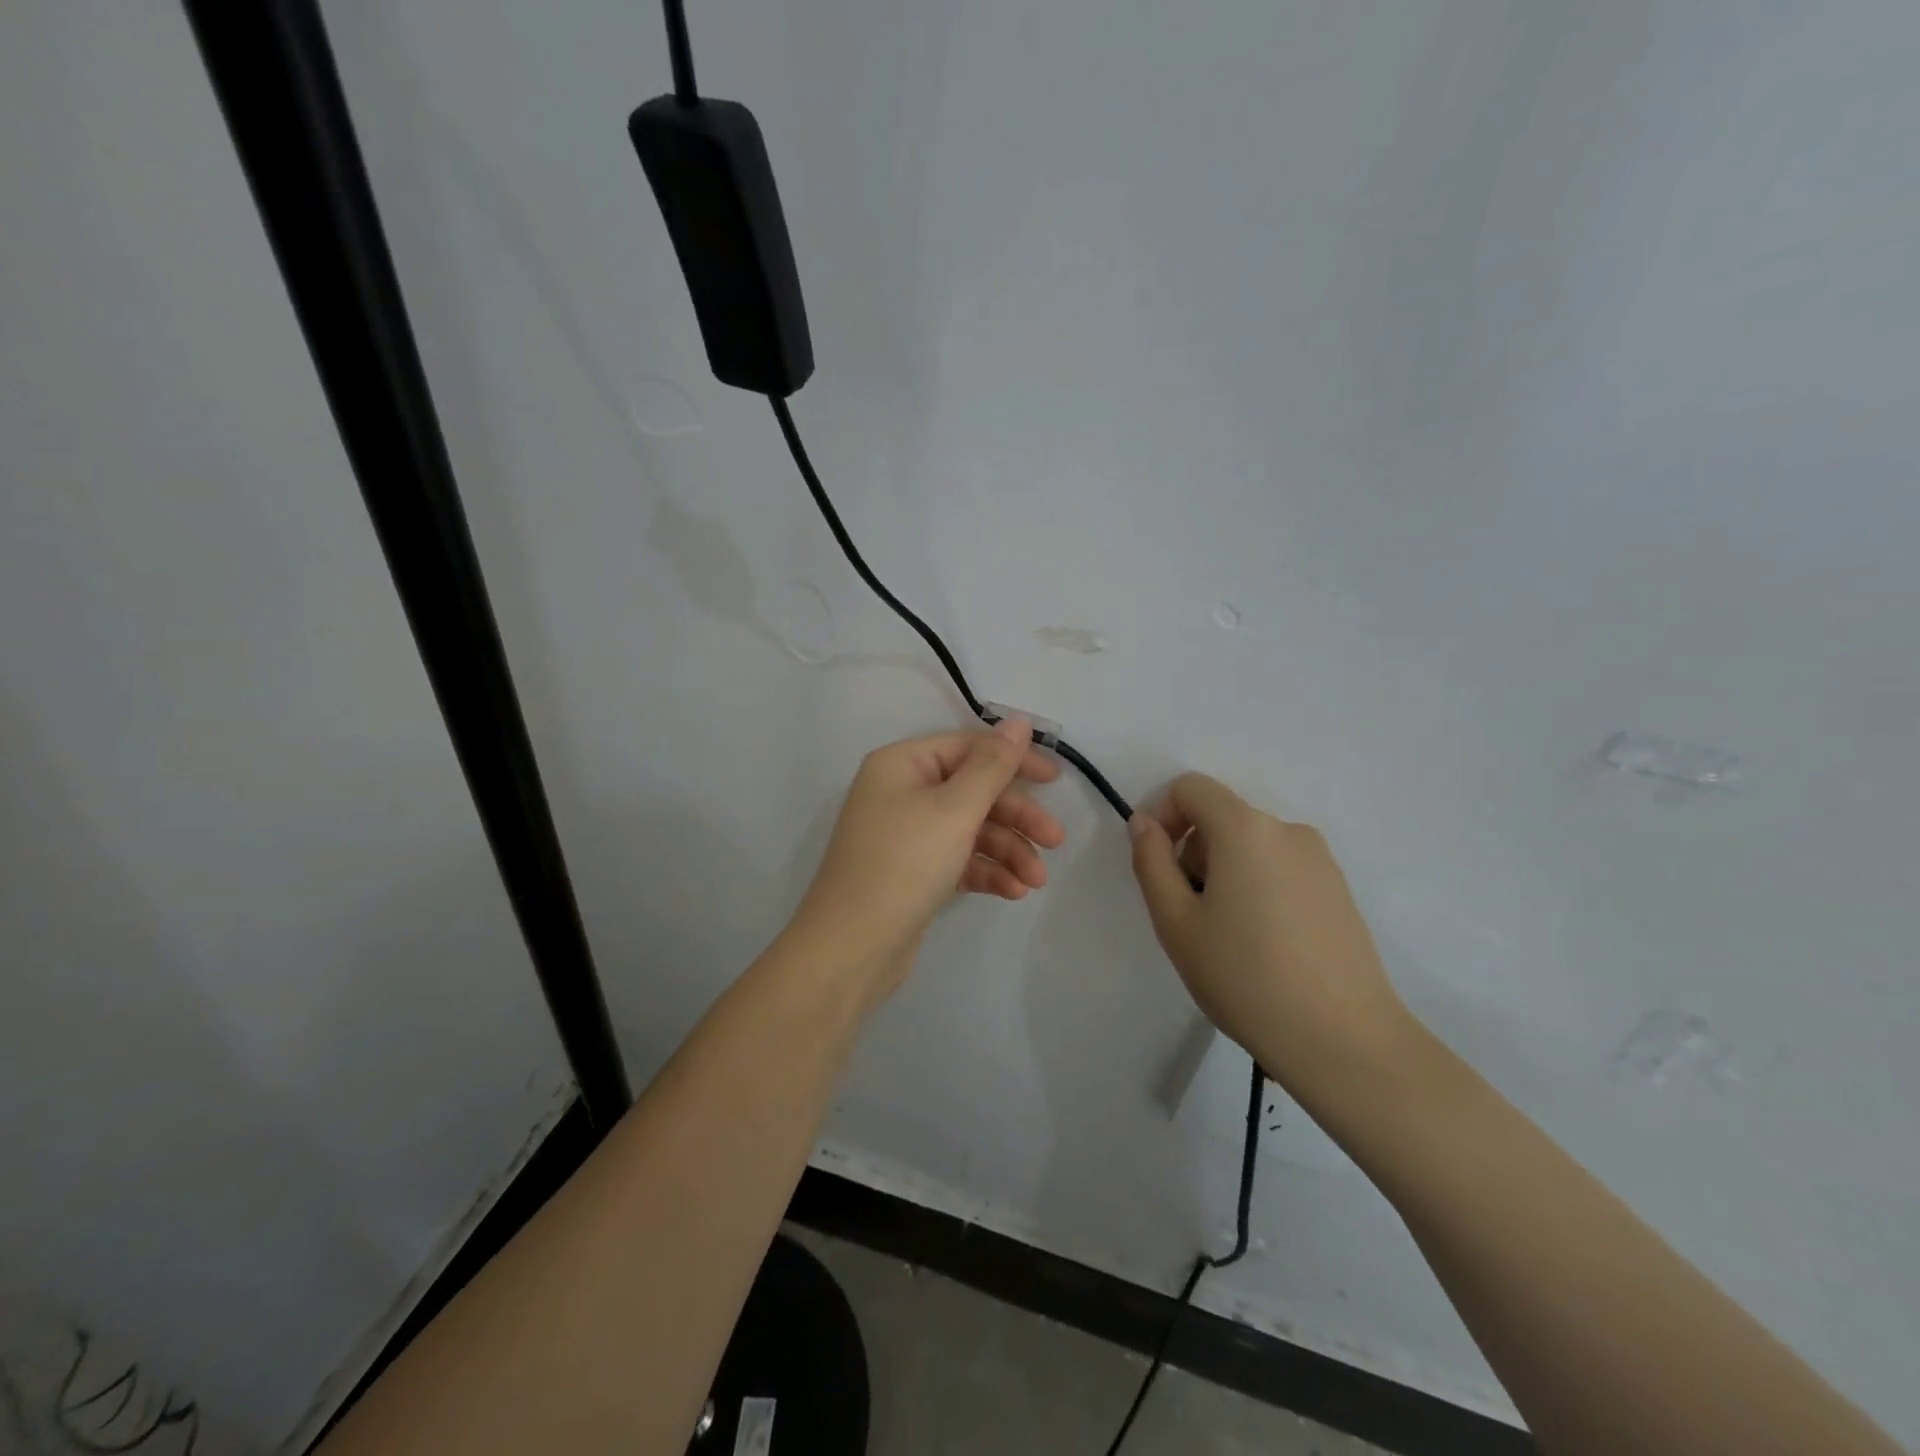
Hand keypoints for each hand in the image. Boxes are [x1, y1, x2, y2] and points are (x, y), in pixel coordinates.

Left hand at [789, 720, 1066, 996]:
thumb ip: (993, 765)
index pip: (968, 747)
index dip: (1014, 759)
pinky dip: (987, 871)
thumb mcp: (955, 809)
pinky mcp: (914, 872)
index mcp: (903, 764)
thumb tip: (1019, 721)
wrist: (852, 948)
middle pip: (974, 791)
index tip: (1055, 778)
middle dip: (1017, 816)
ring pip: (971, 829)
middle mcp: (902, 792)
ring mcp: (907, 835)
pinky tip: (1013, 892)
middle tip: (1056, 840)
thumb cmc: (905, 863)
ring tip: (1036, 881)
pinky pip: (959, 859)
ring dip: (1008, 851)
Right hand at [1128, 773, 1413, 1099]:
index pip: (1191, 788)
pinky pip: (1281, 869)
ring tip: (1228, 939)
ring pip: (1250, 846)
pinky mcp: (1339, 891)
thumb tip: (1144, 824)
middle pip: (1221, 818)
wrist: (1343, 1040)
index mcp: (1245, 829)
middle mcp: (1287, 830)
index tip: (1156, 867)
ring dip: (1224, 874)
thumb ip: (1151, 862)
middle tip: (1190, 917)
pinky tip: (1264, 947)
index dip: (1161, 815)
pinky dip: (1258, 889)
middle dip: (1193, 853)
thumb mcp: (1176, 922)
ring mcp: (1320, 861)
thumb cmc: (1245, 977)